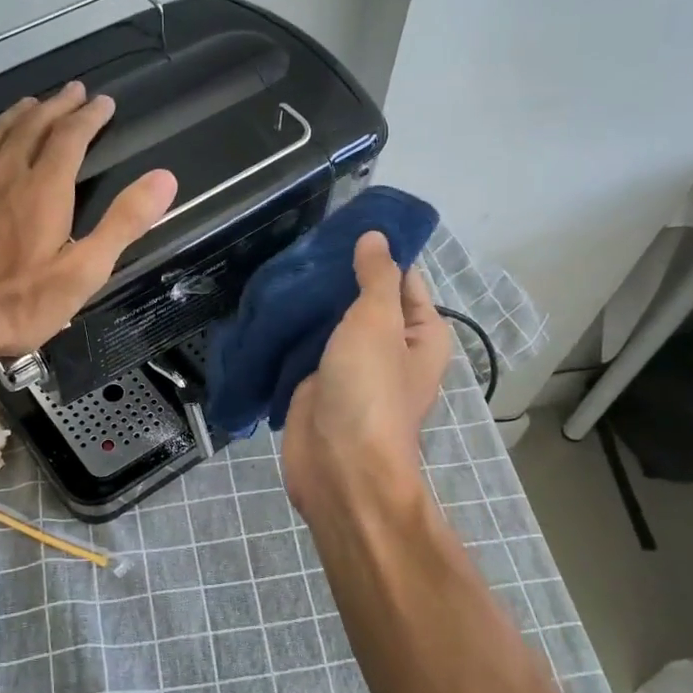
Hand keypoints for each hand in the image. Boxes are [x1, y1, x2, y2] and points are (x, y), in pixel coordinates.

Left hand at [0, 81, 177, 363]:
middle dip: (57, 105)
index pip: (71, 136)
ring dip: (18, 114)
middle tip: (73, 92)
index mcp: (43, 188)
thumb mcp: (84, 272)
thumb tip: (164, 179)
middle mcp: (2, 171)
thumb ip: (124, 223)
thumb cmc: (18, 304)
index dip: (90, 116)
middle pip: (32, 125)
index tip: (103, 103)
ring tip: (32, 104)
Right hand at [281, 231, 450, 518]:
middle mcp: (391, 349)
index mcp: (422, 333)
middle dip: (336, 277)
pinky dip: (292, 332)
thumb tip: (376, 238)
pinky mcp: (319, 385)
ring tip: (281, 270)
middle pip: (364, 300)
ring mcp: (353, 368)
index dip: (377, 253)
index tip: (340, 226)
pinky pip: (307, 349)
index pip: (403, 279)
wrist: (339, 467)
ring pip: (331, 324)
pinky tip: (270, 307)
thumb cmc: (369, 391)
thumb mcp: (378, 322)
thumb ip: (377, 277)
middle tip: (300, 246)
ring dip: (311, 305)